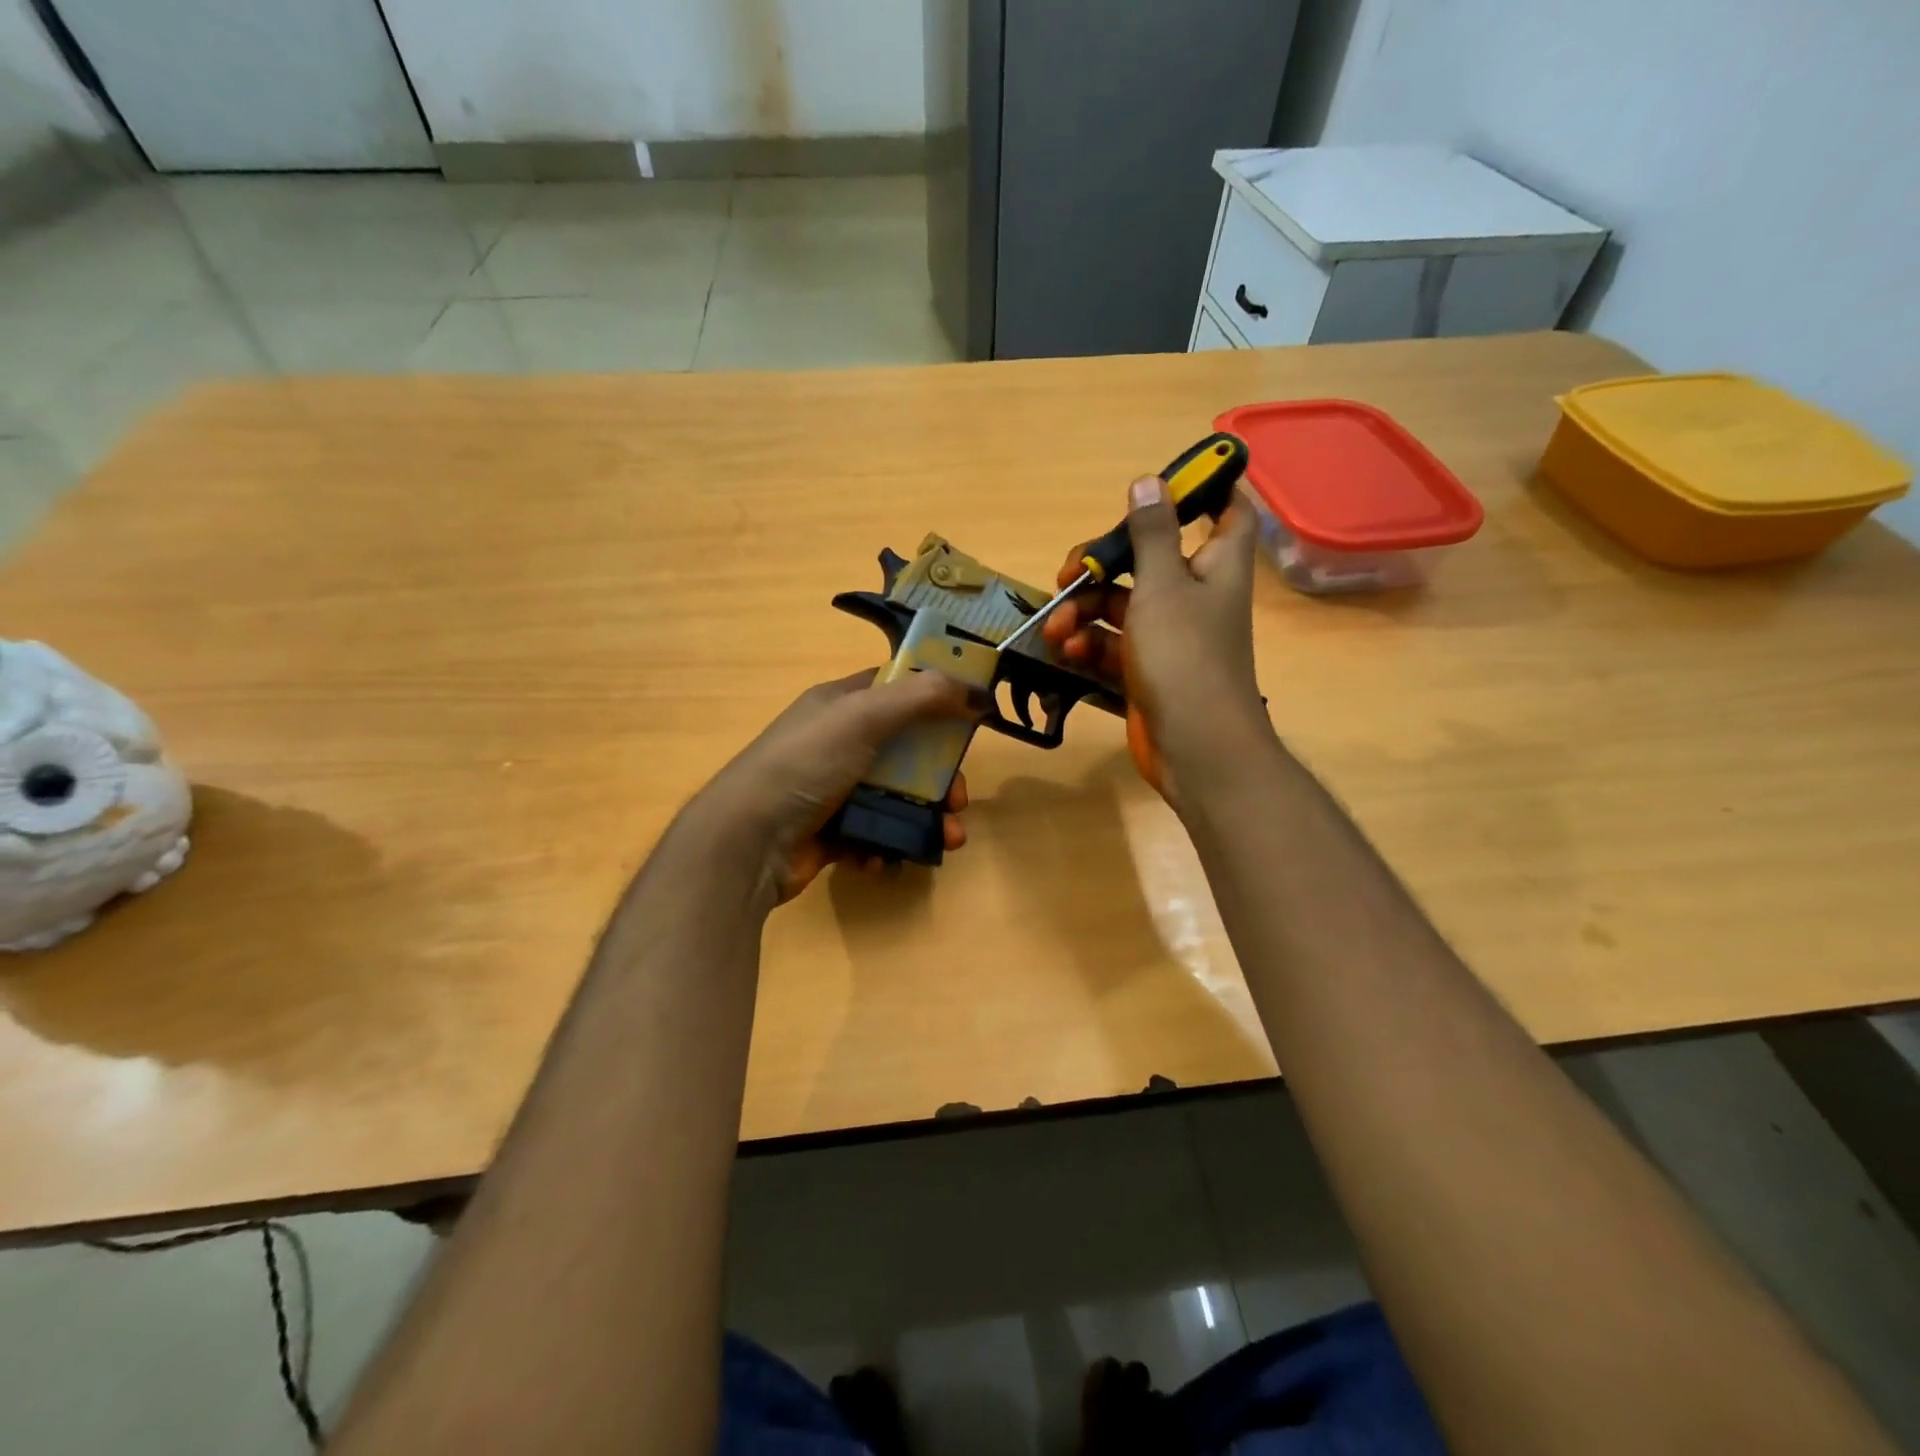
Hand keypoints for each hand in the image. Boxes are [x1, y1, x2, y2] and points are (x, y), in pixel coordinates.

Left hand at [691, 669, 973, 904]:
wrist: (746, 842)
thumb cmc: (805, 765)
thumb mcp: (862, 717)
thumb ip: (920, 697)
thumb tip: (975, 690)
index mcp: (840, 705)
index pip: (897, 688)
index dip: (936, 699)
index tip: (973, 718)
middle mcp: (838, 742)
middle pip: (907, 750)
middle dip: (940, 777)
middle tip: (958, 801)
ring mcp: (835, 789)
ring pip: (897, 796)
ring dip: (926, 818)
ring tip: (946, 840)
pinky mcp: (832, 831)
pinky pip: (875, 832)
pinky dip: (888, 844)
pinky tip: (886, 857)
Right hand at [1041, 475, 1268, 807]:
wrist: (1194, 746)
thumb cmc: (1184, 655)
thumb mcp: (1162, 586)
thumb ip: (1151, 534)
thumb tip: (1148, 481)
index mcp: (1215, 567)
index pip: (1225, 513)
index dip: (1203, 492)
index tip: (1161, 485)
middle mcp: (1194, 596)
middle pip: (1148, 560)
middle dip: (1103, 564)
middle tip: (1070, 571)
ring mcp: (1169, 636)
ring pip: (1121, 605)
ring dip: (1084, 611)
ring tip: (1056, 628)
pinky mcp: (1146, 669)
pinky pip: (1113, 644)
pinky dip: (1090, 644)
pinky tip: (1068, 652)